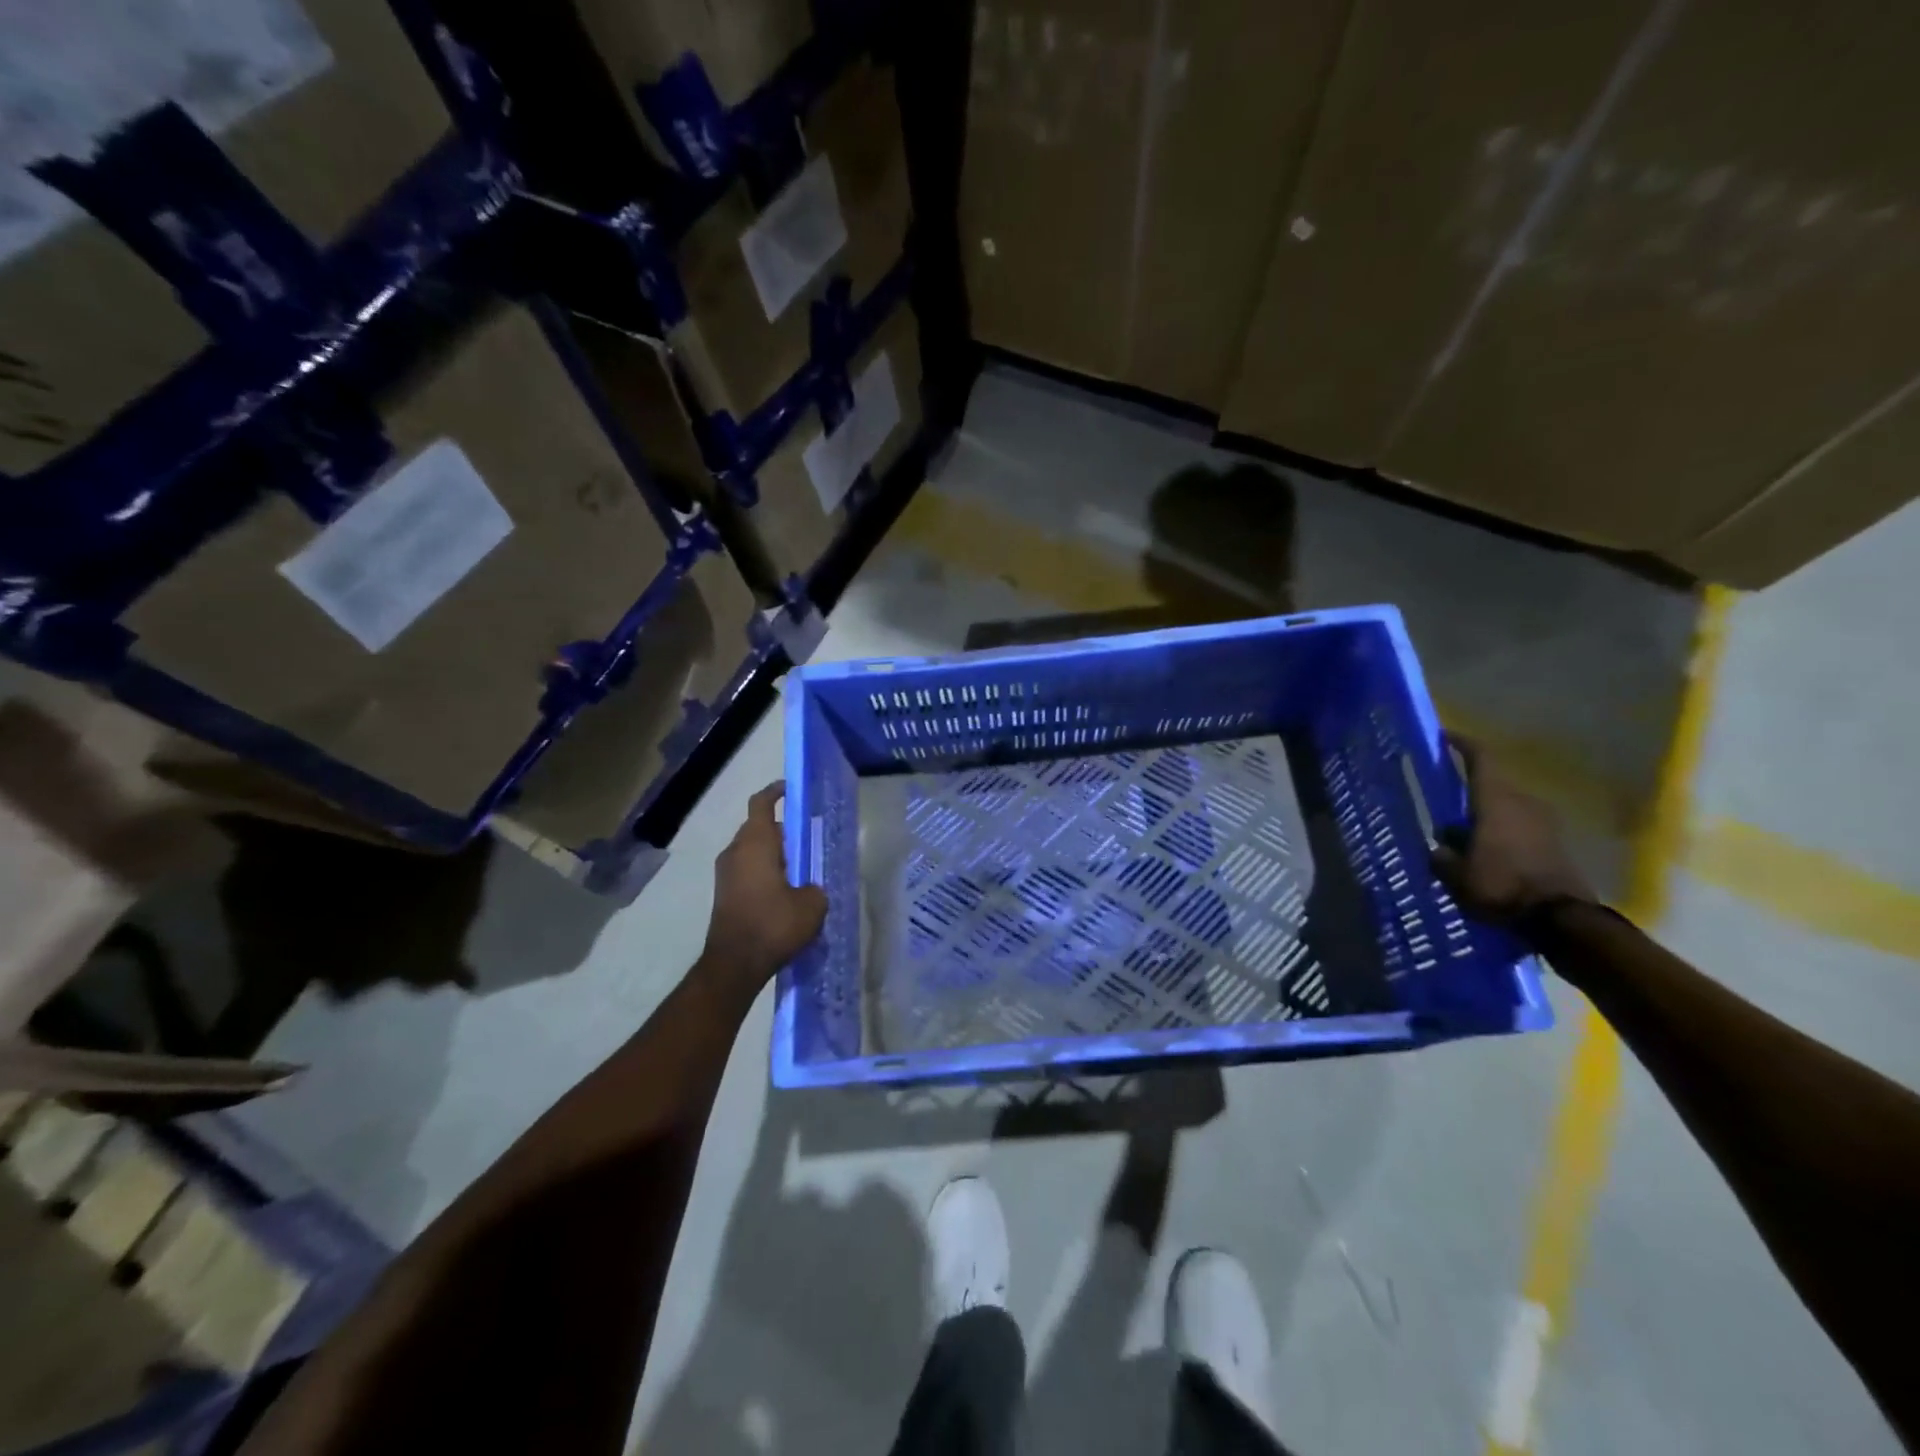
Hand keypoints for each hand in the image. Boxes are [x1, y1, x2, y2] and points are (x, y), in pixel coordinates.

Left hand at [699, 782, 827, 992]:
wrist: (734, 965)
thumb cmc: (773, 925)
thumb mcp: (812, 905)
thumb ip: (814, 887)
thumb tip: (808, 888)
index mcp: (756, 843)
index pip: (762, 804)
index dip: (776, 792)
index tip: (791, 789)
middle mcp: (735, 852)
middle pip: (759, 828)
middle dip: (782, 830)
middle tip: (807, 839)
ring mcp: (725, 874)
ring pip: (752, 851)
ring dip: (773, 853)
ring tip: (800, 868)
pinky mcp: (724, 894)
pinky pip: (747, 870)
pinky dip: (764, 872)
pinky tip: (784, 891)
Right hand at [1431, 735, 1594, 922]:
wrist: (1561, 920)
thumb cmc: (1500, 887)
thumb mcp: (1456, 875)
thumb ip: (1443, 855)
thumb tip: (1441, 846)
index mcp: (1496, 801)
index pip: (1481, 759)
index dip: (1462, 744)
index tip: (1445, 736)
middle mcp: (1523, 802)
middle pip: (1493, 784)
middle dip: (1468, 790)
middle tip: (1444, 800)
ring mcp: (1545, 823)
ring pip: (1507, 806)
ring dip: (1485, 814)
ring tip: (1463, 832)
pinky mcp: (1556, 843)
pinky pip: (1521, 826)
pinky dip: (1502, 832)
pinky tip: (1486, 851)